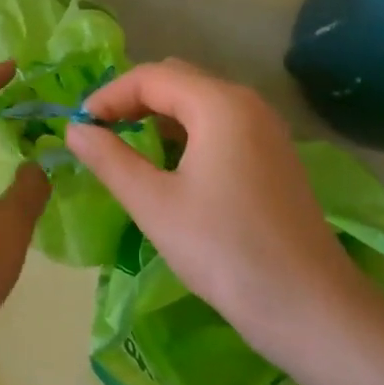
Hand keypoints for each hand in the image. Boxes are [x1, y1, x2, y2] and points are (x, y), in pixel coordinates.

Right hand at [65, 59, 364, 366]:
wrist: (309, 307)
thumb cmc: (224, 250)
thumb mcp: (154, 204)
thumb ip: (109, 159)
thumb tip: (75, 129)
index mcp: (219, 104)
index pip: (151, 76)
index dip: (108, 96)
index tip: (79, 127)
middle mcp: (247, 104)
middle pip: (176, 81)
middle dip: (132, 101)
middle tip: (100, 135)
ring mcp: (266, 129)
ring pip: (199, 103)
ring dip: (158, 118)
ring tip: (126, 150)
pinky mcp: (273, 156)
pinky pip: (219, 126)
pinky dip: (185, 134)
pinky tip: (169, 169)